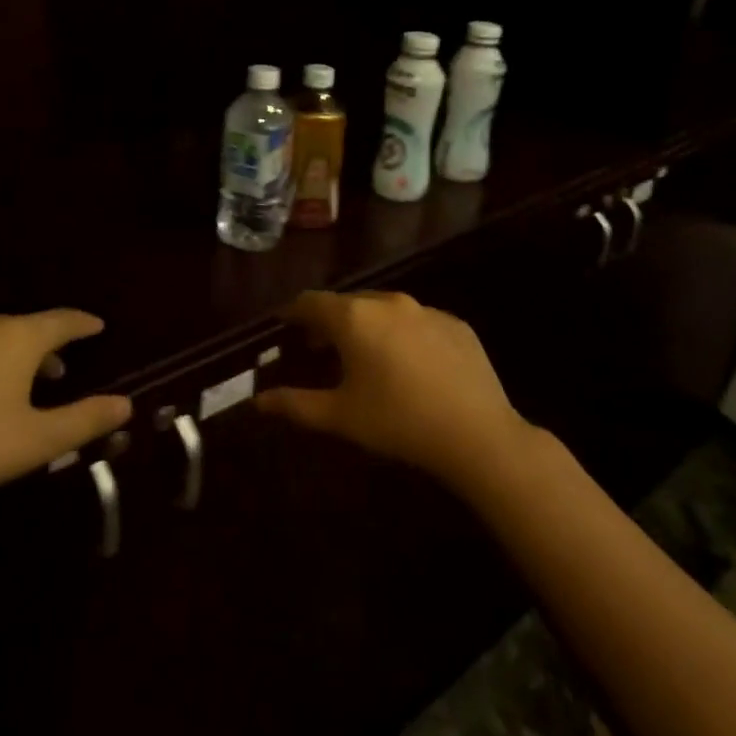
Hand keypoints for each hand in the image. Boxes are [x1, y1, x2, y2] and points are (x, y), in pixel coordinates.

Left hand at [0, 310, 131, 529]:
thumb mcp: (37, 442)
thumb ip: (85, 420)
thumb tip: (125, 404)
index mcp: (16, 338)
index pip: (61, 320)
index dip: (82, 324)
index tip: (97, 327)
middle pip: (20, 329)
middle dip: (41, 348)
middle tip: (54, 372)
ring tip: (4, 388)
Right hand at [256, 290, 535, 492]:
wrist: (477, 434)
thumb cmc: (398, 422)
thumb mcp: (340, 416)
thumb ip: (295, 404)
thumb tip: (258, 401)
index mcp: (354, 317)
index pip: (311, 302)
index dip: (293, 313)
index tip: (284, 325)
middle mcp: (389, 301)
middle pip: (347, 303)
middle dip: (329, 321)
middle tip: (319, 347)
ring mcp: (427, 310)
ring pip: (384, 309)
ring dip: (366, 325)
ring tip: (363, 356)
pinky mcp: (455, 324)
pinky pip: (417, 322)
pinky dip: (402, 335)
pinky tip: (408, 365)